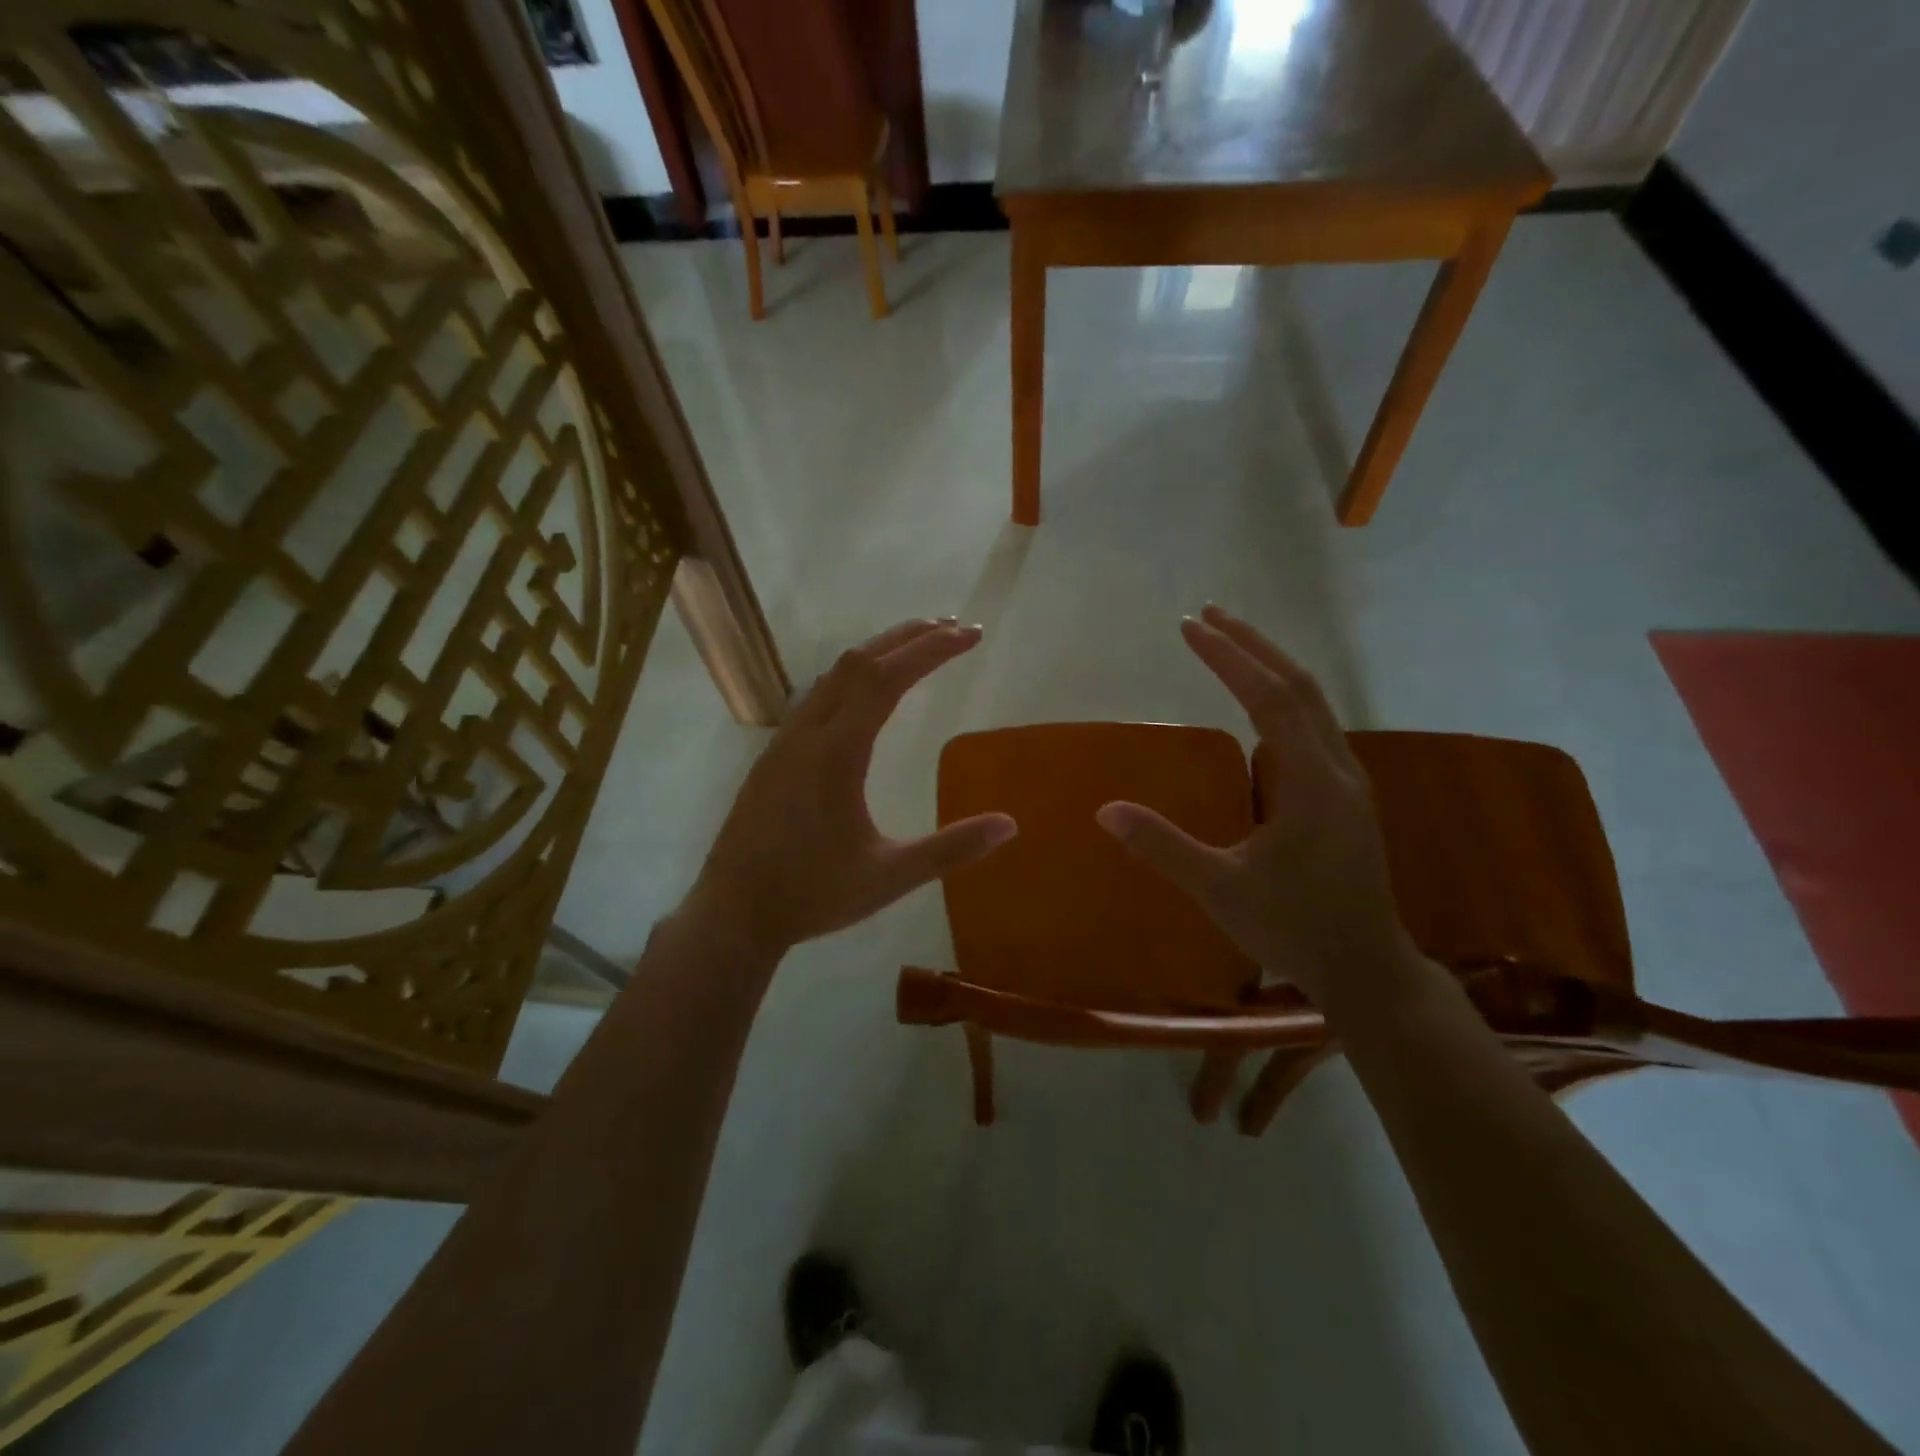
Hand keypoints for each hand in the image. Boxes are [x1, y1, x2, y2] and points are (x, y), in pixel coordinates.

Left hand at [684, 619, 1017, 959]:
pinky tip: (866, 692)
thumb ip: (950, 849)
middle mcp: (808, 733)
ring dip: (878, 652)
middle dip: (909, 637)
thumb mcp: (890, 877)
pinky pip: (817, 694)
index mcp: (837, 753)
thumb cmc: (813, 895)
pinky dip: (853, 675)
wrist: (733, 913)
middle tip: (954, 627)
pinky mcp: (774, 755)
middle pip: (859, 661)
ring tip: (917, 647)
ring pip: (833, 674)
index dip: (931, 649)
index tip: (971, 636)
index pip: (887, 678)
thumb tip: (1010, 824)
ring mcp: (785, 741)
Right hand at [1095, 606, 1418, 1006]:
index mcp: (1311, 784)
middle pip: (1299, 686)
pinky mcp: (1346, 794)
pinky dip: (1284, 695)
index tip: (1190, 627)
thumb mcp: (1220, 891)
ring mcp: (1348, 780)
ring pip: (1314, 702)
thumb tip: (1105, 811)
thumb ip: (1164, 847)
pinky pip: (1315, 723)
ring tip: (1231, 642)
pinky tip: (1261, 701)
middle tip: (1208, 614)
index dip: (1229, 659)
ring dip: (1271, 665)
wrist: (1367, 969)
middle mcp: (1338, 768)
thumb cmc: (1294, 930)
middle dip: (1253, 645)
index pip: (1269, 700)